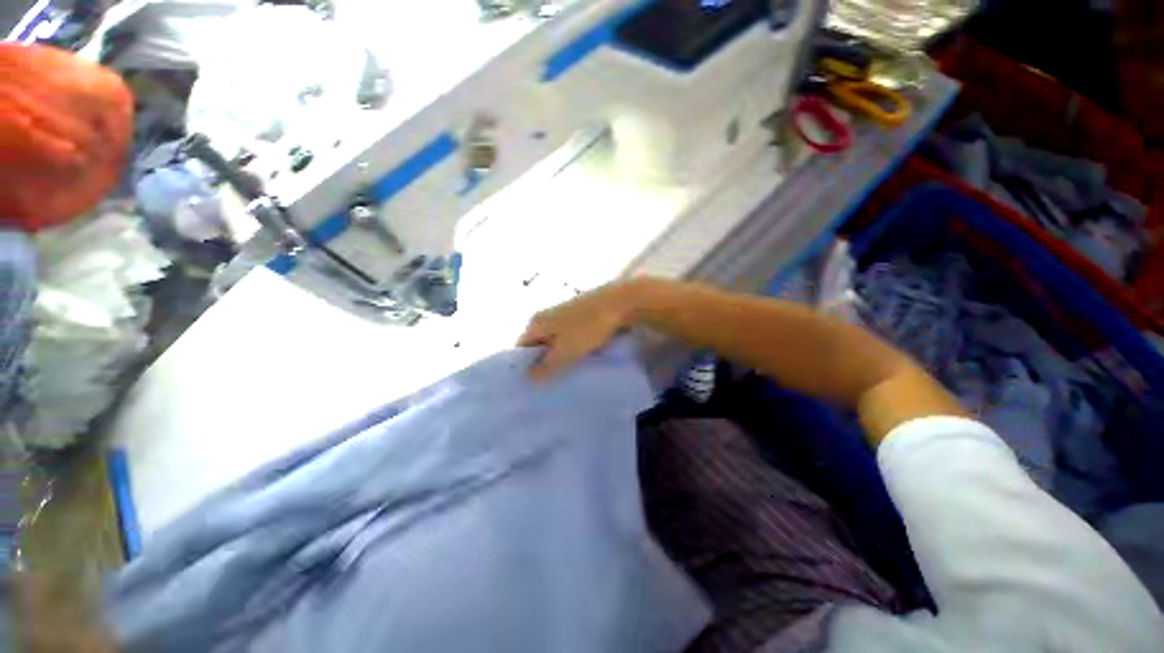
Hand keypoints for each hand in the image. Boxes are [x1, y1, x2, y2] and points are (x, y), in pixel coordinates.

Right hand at [517, 280, 643, 380]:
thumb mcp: (566, 351)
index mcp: (536, 322)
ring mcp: (563, 314)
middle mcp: (545, 316)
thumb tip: (528, 379)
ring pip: (555, 341)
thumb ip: (546, 367)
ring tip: (568, 371)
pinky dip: (572, 346)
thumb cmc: (588, 327)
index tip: (534, 383)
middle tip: (552, 381)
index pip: (521, 348)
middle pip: (537, 344)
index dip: (525, 366)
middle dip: (543, 362)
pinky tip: (581, 356)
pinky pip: (569, 335)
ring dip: (559, 355)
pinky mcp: (578, 314)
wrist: (620, 302)